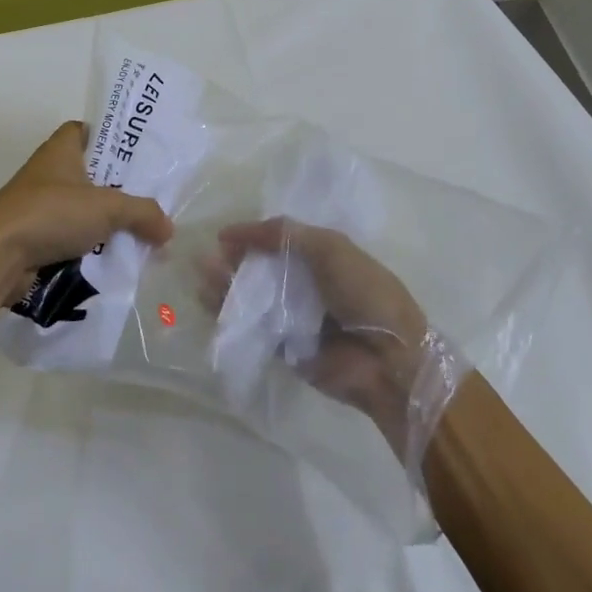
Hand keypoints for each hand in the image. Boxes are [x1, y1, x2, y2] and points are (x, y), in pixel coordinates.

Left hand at [0, 121, 172, 282]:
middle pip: (91, 174)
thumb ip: (143, 213)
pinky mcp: (35, 238)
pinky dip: (90, 247)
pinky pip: (71, 238)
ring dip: (106, 222)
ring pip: (82, 209)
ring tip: (141, 233)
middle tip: (150, 198)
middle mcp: (48, 173)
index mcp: (61, 150)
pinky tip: (115, 259)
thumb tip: (168, 229)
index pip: (86, 130)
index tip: (136, 153)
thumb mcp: (108, 207)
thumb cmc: (51, 214)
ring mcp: (38, 207)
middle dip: (118, 188)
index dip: (110, 137)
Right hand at [212, 218, 433, 449]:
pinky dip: (230, 315)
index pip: (279, 240)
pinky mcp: (283, 347)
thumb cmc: (365, 293)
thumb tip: (235, 232)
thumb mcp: (331, 249)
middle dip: (233, 262)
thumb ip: (285, 234)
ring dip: (226, 285)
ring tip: (202, 276)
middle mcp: (306, 284)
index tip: (223, 236)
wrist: (389, 358)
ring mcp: (294, 317)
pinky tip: (208, 303)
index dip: (251, 236)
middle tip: (207, 259)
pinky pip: (251, 327)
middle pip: (261, 268)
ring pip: (252, 297)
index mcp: (322, 257)